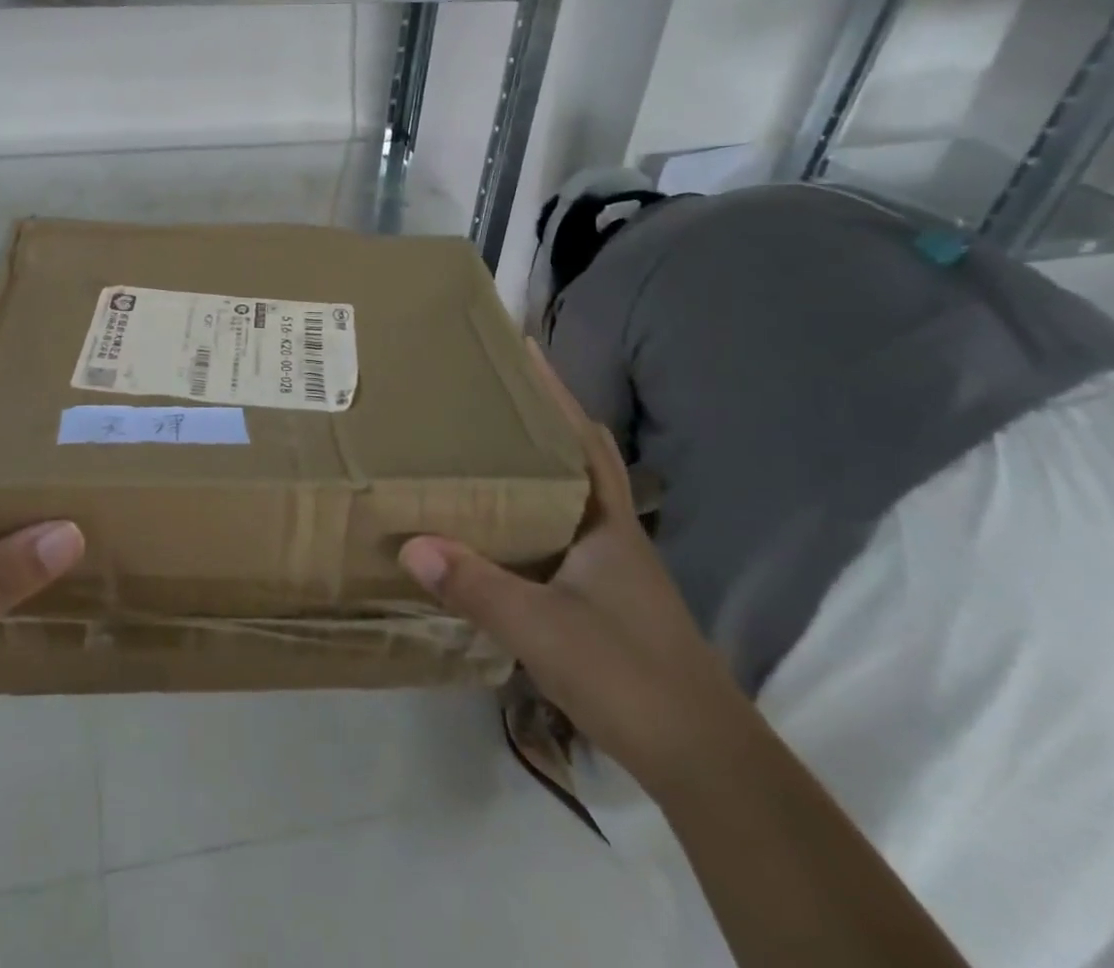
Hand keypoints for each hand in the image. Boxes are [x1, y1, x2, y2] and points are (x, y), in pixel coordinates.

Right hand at [398, 339, 744, 787]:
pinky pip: (555, 540)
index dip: (555, 393)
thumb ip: (476, 585)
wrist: (702, 761)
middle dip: (534, 424)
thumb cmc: (628, 674)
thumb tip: (411, 543)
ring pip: (564, 501)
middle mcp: (610, 534)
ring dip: (528, 473)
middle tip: (481, 400)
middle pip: (573, 460)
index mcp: (606, 522)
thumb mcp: (541, 628)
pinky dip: (526, 521)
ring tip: (476, 453)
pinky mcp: (601, 602)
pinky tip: (493, 533)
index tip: (523, 351)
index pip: (582, 438)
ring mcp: (609, 570)